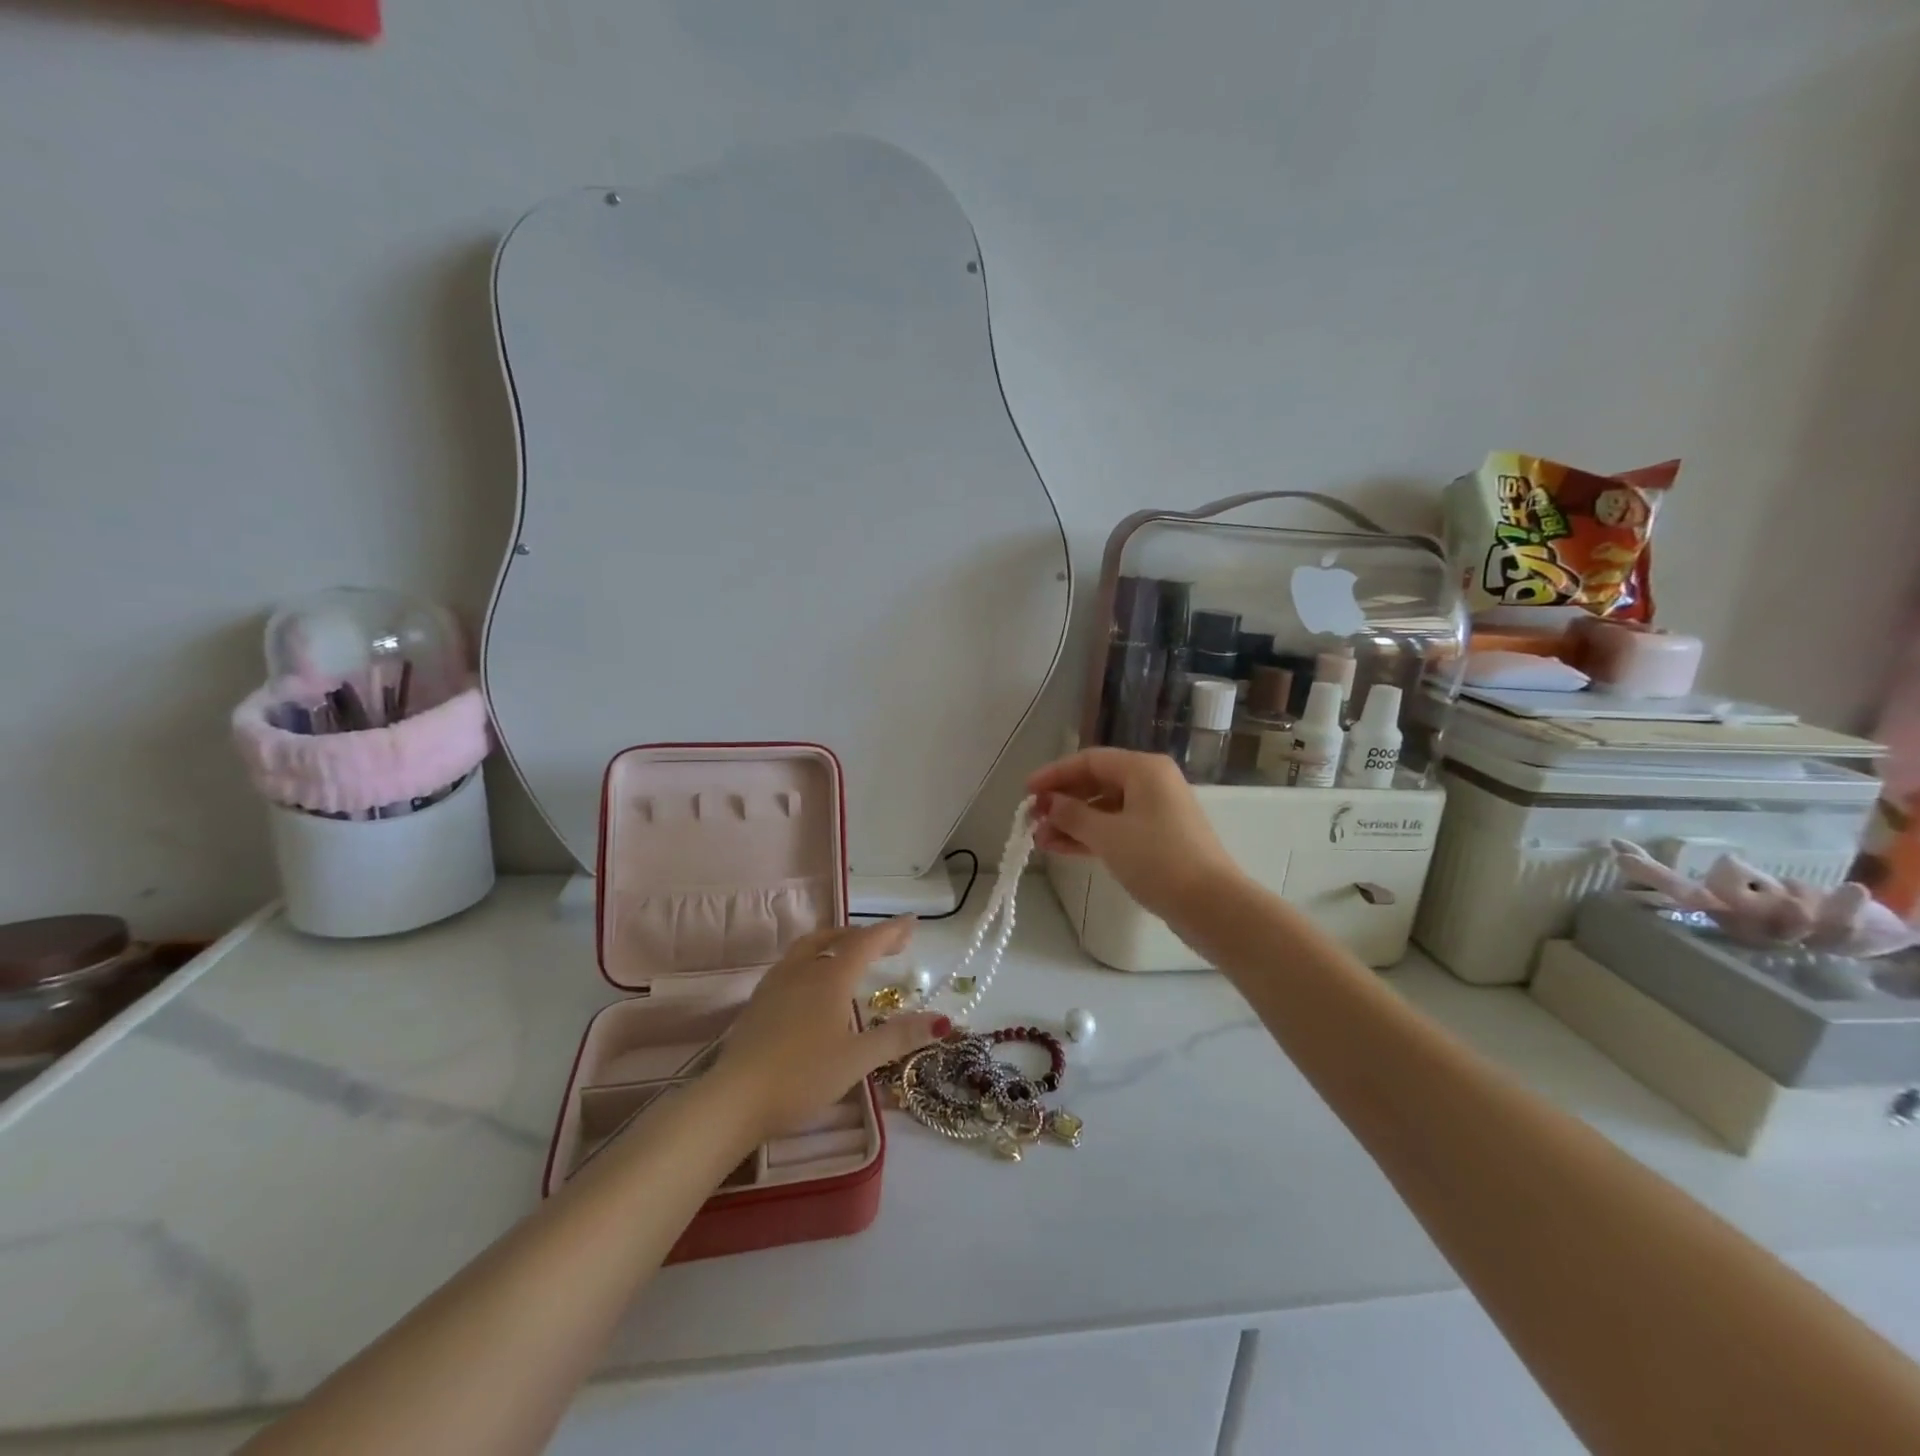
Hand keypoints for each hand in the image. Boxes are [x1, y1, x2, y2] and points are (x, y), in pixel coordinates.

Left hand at [713, 917, 948, 1142]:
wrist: (734, 1098)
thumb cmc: (802, 1076)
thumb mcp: (857, 1059)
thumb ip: (898, 1036)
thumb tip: (942, 1020)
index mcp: (830, 977)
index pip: (866, 942)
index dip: (891, 931)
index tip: (912, 923)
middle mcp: (803, 970)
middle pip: (838, 939)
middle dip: (868, 937)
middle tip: (892, 944)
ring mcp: (776, 983)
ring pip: (811, 947)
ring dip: (837, 942)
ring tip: (852, 952)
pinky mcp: (759, 1001)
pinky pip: (794, 963)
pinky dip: (815, 958)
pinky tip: (814, 983)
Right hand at [1028, 748, 1242, 922]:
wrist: (1210, 905)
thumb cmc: (1157, 859)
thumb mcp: (1107, 835)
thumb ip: (1072, 815)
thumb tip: (1048, 803)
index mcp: (1143, 769)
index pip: (1089, 760)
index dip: (1054, 774)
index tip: (1026, 792)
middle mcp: (1151, 783)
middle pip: (1097, 782)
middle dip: (1062, 801)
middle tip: (1031, 820)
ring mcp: (1156, 812)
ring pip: (1104, 808)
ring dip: (1072, 822)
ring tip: (1040, 841)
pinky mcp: (1158, 838)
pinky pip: (1116, 827)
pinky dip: (1090, 836)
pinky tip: (1062, 848)